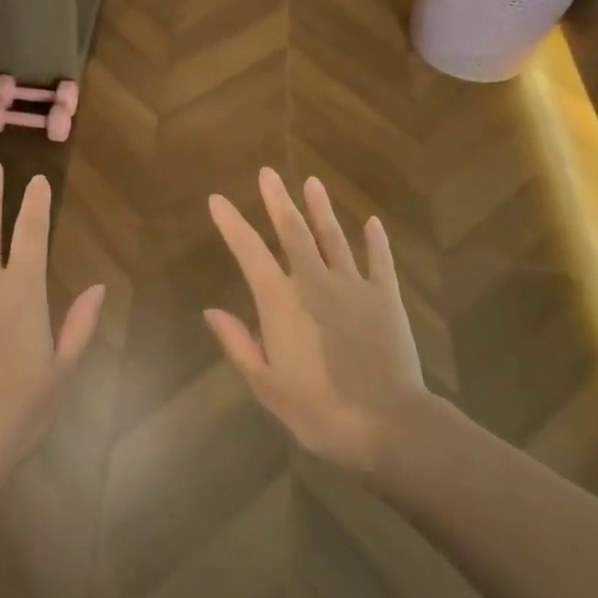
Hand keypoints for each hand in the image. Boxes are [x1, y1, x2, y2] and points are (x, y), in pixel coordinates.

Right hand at [205, 169, 429, 473]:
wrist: (386, 423)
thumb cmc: (317, 409)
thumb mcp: (266, 384)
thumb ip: (238, 343)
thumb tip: (211, 312)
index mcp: (281, 301)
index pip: (249, 252)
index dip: (231, 224)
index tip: (217, 200)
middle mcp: (314, 281)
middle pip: (293, 231)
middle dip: (277, 200)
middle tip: (268, 173)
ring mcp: (353, 285)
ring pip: (333, 237)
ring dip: (321, 209)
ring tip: (312, 182)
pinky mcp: (385, 297)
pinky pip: (379, 260)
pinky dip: (375, 240)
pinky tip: (372, 223)